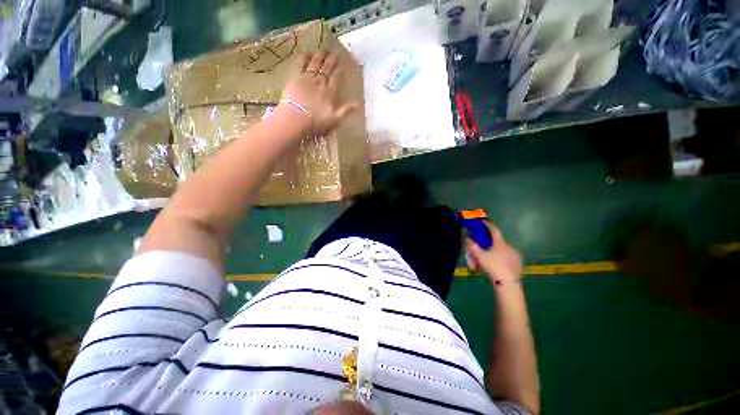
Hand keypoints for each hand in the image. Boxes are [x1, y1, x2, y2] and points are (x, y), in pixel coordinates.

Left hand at [279, 51, 358, 134]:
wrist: (296, 119)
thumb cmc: (316, 122)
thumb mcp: (334, 120)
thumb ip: (345, 111)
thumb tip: (357, 104)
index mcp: (330, 92)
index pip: (336, 79)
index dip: (339, 71)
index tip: (342, 65)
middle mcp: (320, 82)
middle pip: (327, 69)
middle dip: (332, 60)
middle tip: (335, 52)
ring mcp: (307, 78)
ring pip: (316, 64)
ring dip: (321, 56)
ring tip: (324, 49)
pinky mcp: (295, 78)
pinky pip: (301, 64)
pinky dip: (305, 57)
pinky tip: (308, 53)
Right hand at [465, 221, 522, 285]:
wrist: (507, 282)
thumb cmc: (492, 266)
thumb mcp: (479, 256)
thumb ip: (472, 246)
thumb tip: (467, 237)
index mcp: (500, 243)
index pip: (494, 230)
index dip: (488, 225)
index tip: (484, 222)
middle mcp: (509, 246)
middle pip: (499, 241)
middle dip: (491, 241)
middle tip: (484, 244)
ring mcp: (515, 254)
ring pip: (504, 249)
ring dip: (497, 250)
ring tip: (491, 256)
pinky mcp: (518, 263)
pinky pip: (509, 256)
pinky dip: (503, 257)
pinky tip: (498, 263)